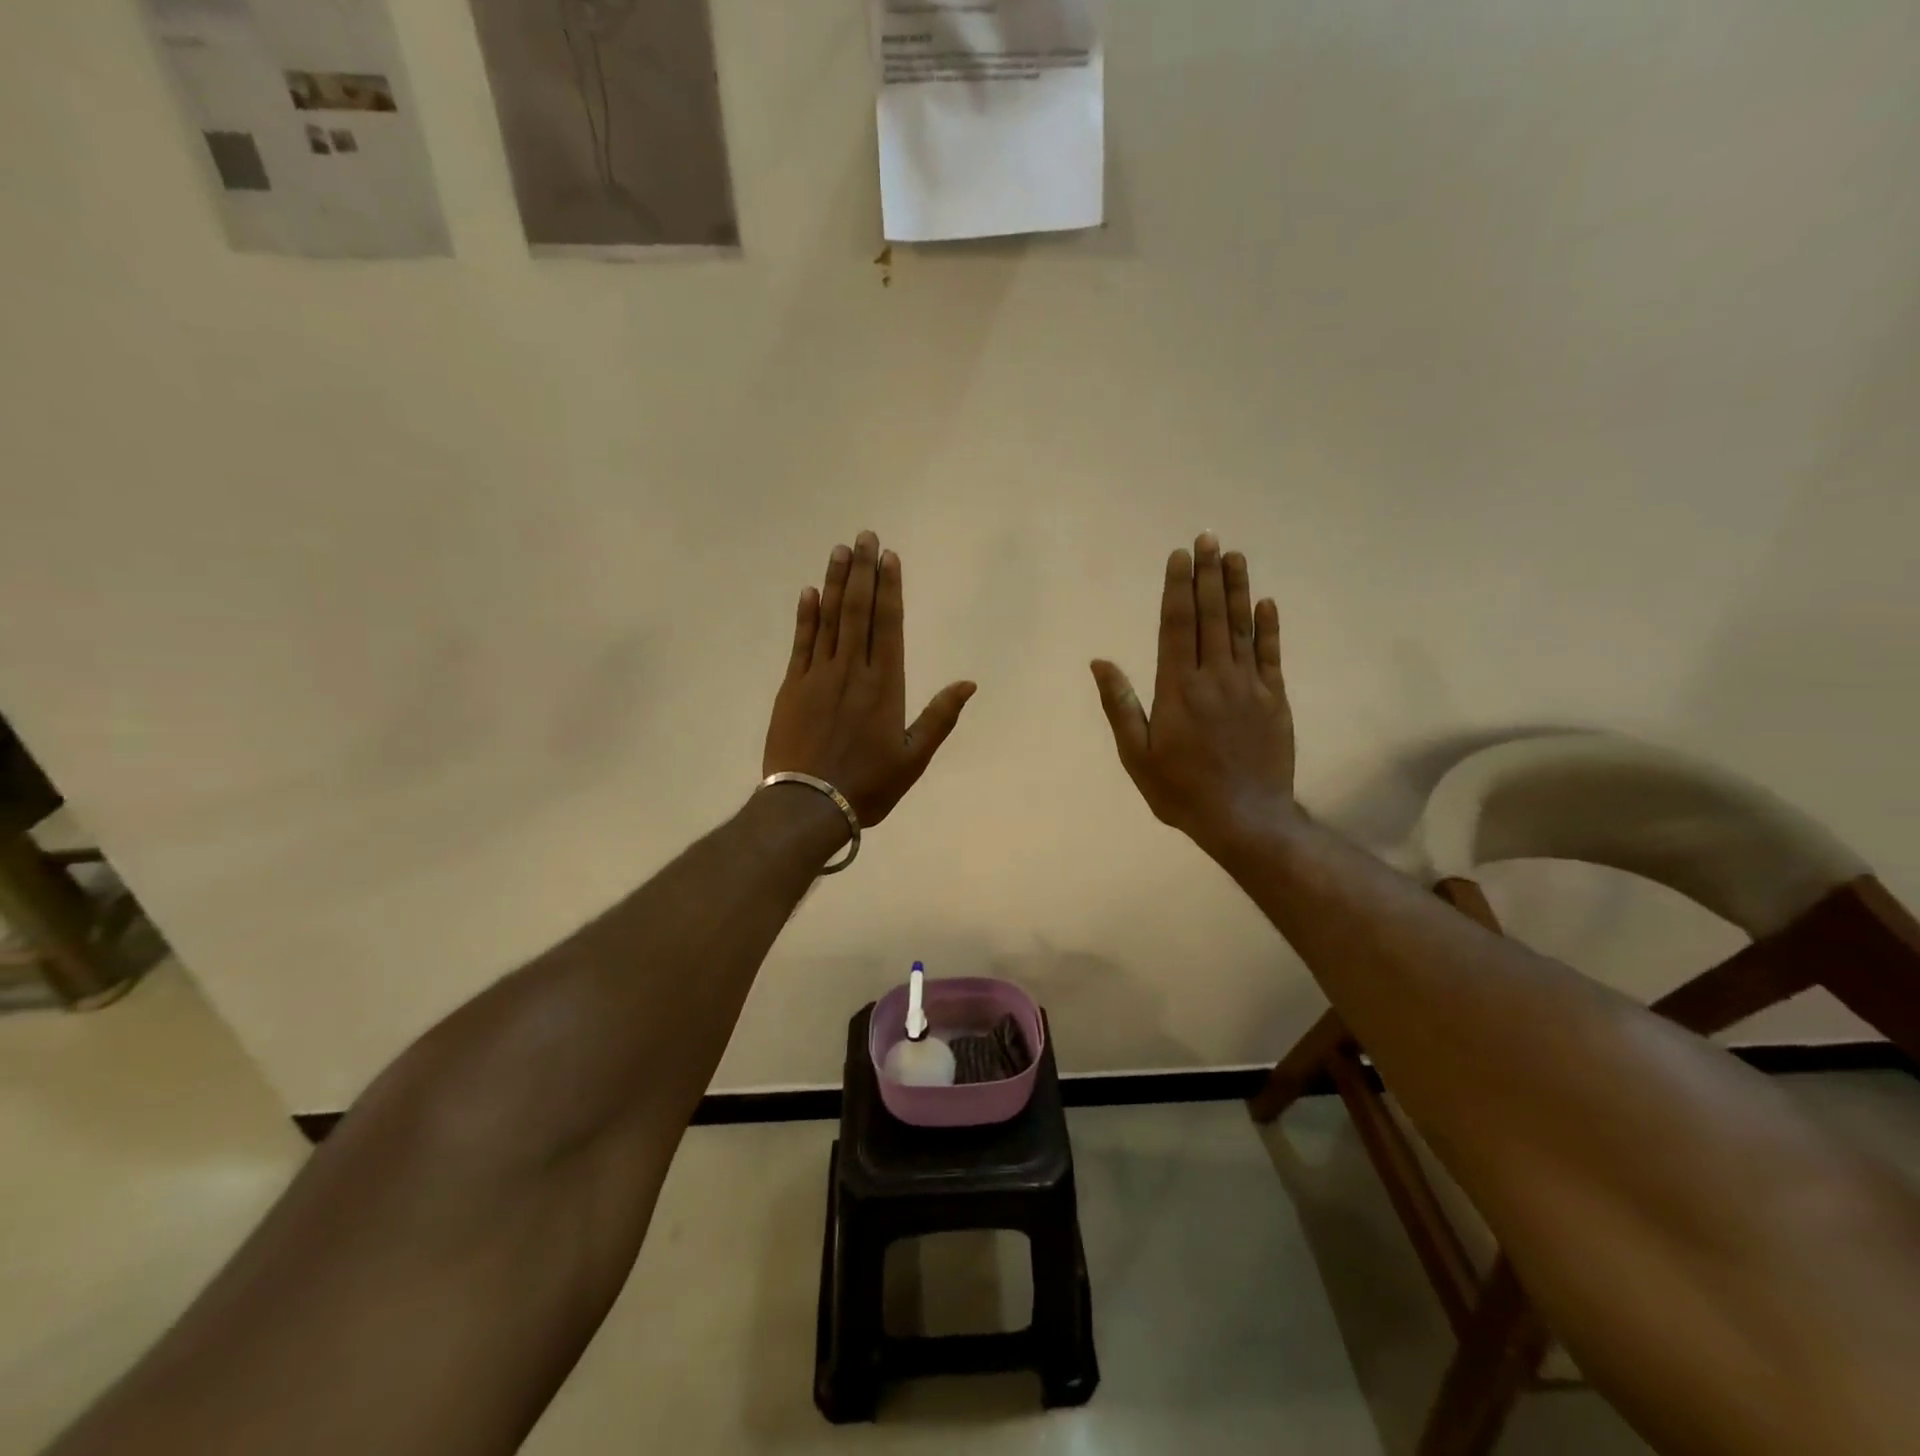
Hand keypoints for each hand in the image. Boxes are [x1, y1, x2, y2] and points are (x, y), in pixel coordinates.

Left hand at [763, 531, 975, 826]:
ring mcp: (818, 676)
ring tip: (840, 550)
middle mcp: (852, 670)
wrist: (809, 805)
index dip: (889, 588)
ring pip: (829, 619)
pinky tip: (809, 592)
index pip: (888, 625)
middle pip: (859, 611)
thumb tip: (968, 683)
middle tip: (864, 536)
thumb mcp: (914, 758)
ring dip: (836, 583)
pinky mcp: (792, 687)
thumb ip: (940, 717)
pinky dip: (806, 616)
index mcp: (884, 685)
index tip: (889, 557)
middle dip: (863, 572)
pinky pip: (801, 643)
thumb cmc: (868, 785)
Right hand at [1091, 533, 1297, 852]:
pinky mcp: (1274, 700)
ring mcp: (1249, 686)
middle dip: (1207, 575)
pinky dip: (1270, 628)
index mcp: (1178, 688)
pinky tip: (1266, 602)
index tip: (1179, 556)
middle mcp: (1214, 677)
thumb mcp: (1137, 754)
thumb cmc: (1180, 790)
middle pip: (1210, 616)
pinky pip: (1272, 656)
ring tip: (1234, 556)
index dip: (1177, 588)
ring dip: (1237, 589)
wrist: (1244, 819)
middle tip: (1207, 538)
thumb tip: (1100, 662)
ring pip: (1242, 627)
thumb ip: (1120, 705)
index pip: (1176, 626)